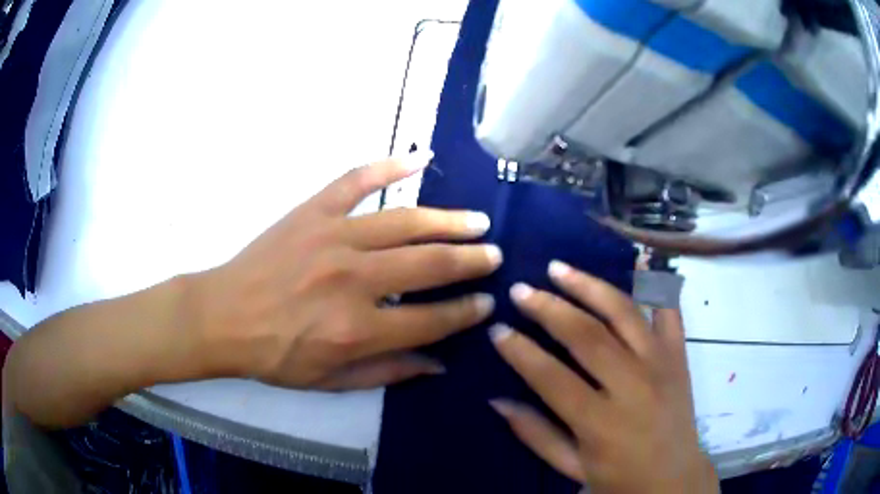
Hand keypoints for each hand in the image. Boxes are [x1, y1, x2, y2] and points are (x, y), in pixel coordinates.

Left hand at [190, 152, 501, 389]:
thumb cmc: (275, 355)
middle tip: (494, 255)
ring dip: (447, 221)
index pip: (431, 320)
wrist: (223, 317)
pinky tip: (418, 160)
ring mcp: (333, 237)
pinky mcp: (312, 211)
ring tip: (477, 221)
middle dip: (470, 261)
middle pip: (429, 265)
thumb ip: (388, 372)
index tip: (487, 302)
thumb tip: (440, 364)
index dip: (465, 312)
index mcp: (358, 329)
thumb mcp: (331, 381)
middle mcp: (353, 280)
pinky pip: (356, 181)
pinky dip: (387, 166)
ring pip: (404, 222)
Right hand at [489, 261, 717, 493]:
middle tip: (520, 290)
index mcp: (600, 422)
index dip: (520, 351)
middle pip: (586, 335)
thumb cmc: (620, 480)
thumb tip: (497, 400)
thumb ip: (536, 434)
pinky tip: (637, 263)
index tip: (497, 329)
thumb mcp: (572, 468)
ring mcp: (660, 365)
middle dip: (548, 308)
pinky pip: (669, 312)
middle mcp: (632, 386)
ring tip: (560, 268)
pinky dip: (655, 285)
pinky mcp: (679, 357)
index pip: (551, 377)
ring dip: (589, 286)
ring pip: (623, 313)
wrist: (675, 479)